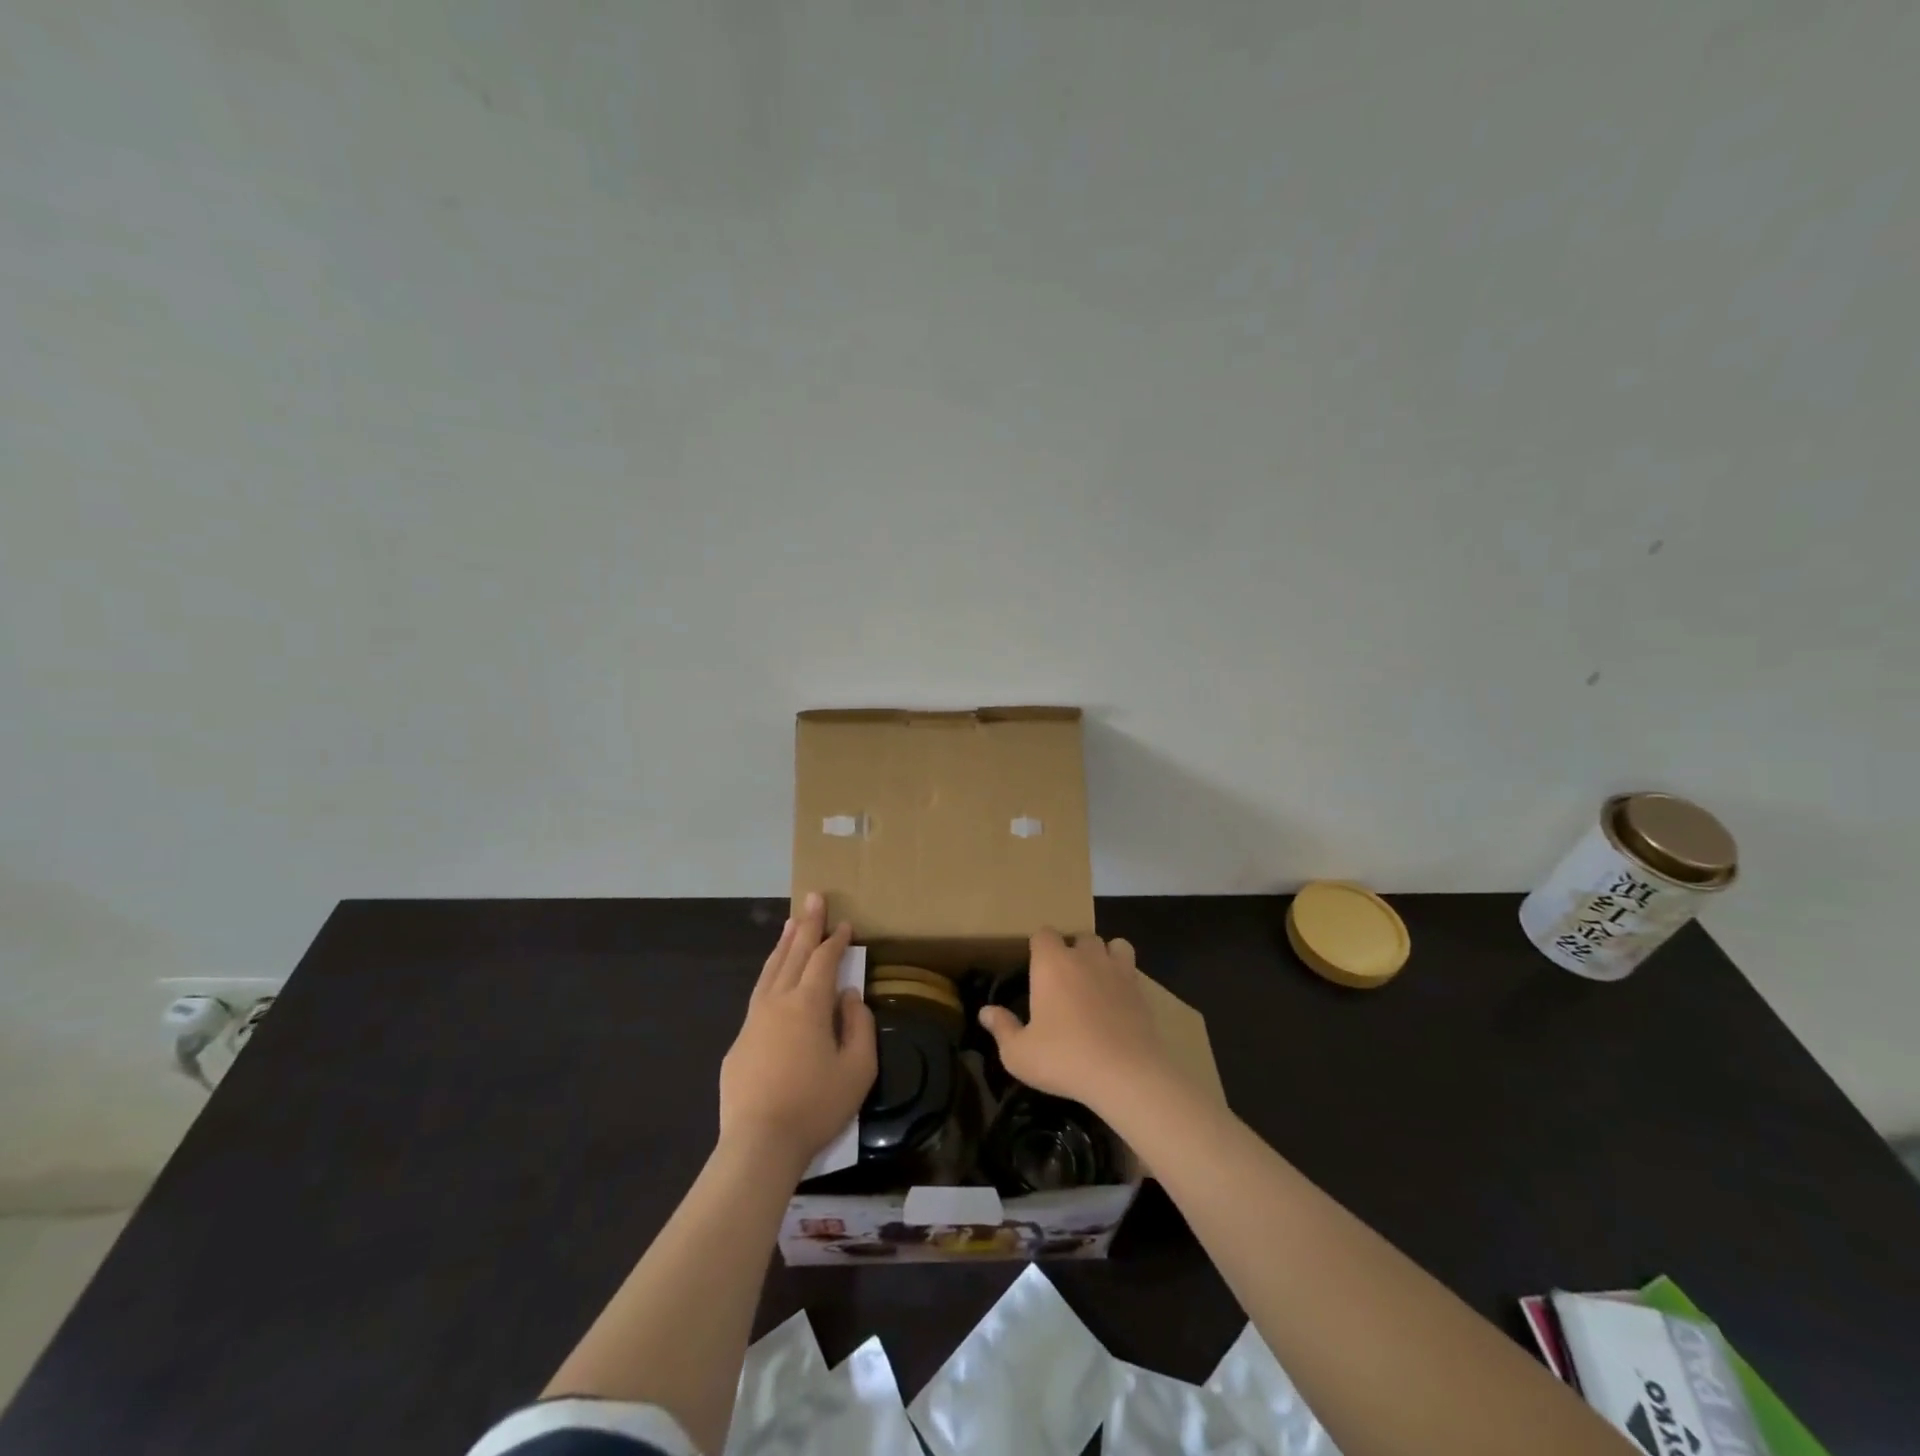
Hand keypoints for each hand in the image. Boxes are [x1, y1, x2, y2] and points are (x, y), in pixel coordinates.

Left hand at [718, 894, 876, 1174]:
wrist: (758, 1144)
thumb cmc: (816, 1106)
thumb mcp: (858, 1069)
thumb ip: (859, 1026)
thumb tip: (850, 997)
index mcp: (808, 1004)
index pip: (823, 960)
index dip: (836, 940)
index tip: (845, 924)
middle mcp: (778, 1001)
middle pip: (793, 953)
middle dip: (807, 925)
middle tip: (813, 897)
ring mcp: (753, 1020)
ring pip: (770, 970)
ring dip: (783, 944)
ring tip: (791, 924)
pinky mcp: (739, 1043)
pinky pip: (758, 996)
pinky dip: (769, 975)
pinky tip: (773, 978)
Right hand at [976, 930, 1176, 1115]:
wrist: (1125, 1074)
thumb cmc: (1064, 1058)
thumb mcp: (1019, 1053)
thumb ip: (1002, 1028)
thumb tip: (985, 1012)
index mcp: (1051, 964)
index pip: (1043, 933)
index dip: (1039, 947)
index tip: (1036, 968)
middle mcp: (1085, 957)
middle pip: (1080, 936)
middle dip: (1073, 950)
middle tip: (1065, 980)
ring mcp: (1117, 970)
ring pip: (1113, 945)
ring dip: (1104, 956)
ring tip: (1097, 980)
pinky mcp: (1141, 990)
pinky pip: (1132, 968)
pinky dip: (1124, 976)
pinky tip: (1118, 1000)